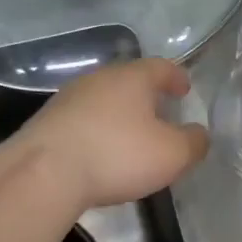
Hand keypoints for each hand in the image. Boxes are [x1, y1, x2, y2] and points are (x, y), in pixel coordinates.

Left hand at [16, 58, 208, 209]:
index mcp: (133, 77)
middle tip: (160, 112)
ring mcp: (69, 98)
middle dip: (146, 94)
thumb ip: (193, 142)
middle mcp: (100, 78)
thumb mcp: (171, 154)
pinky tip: (98, 151)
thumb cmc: (116, 155)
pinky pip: (81, 119)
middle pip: (130, 79)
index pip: (161, 67)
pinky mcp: (46, 122)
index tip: (185, 89)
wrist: (42, 173)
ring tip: (129, 134)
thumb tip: (200, 134)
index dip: (176, 77)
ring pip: (103, 98)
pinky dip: (95, 129)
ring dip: (118, 112)